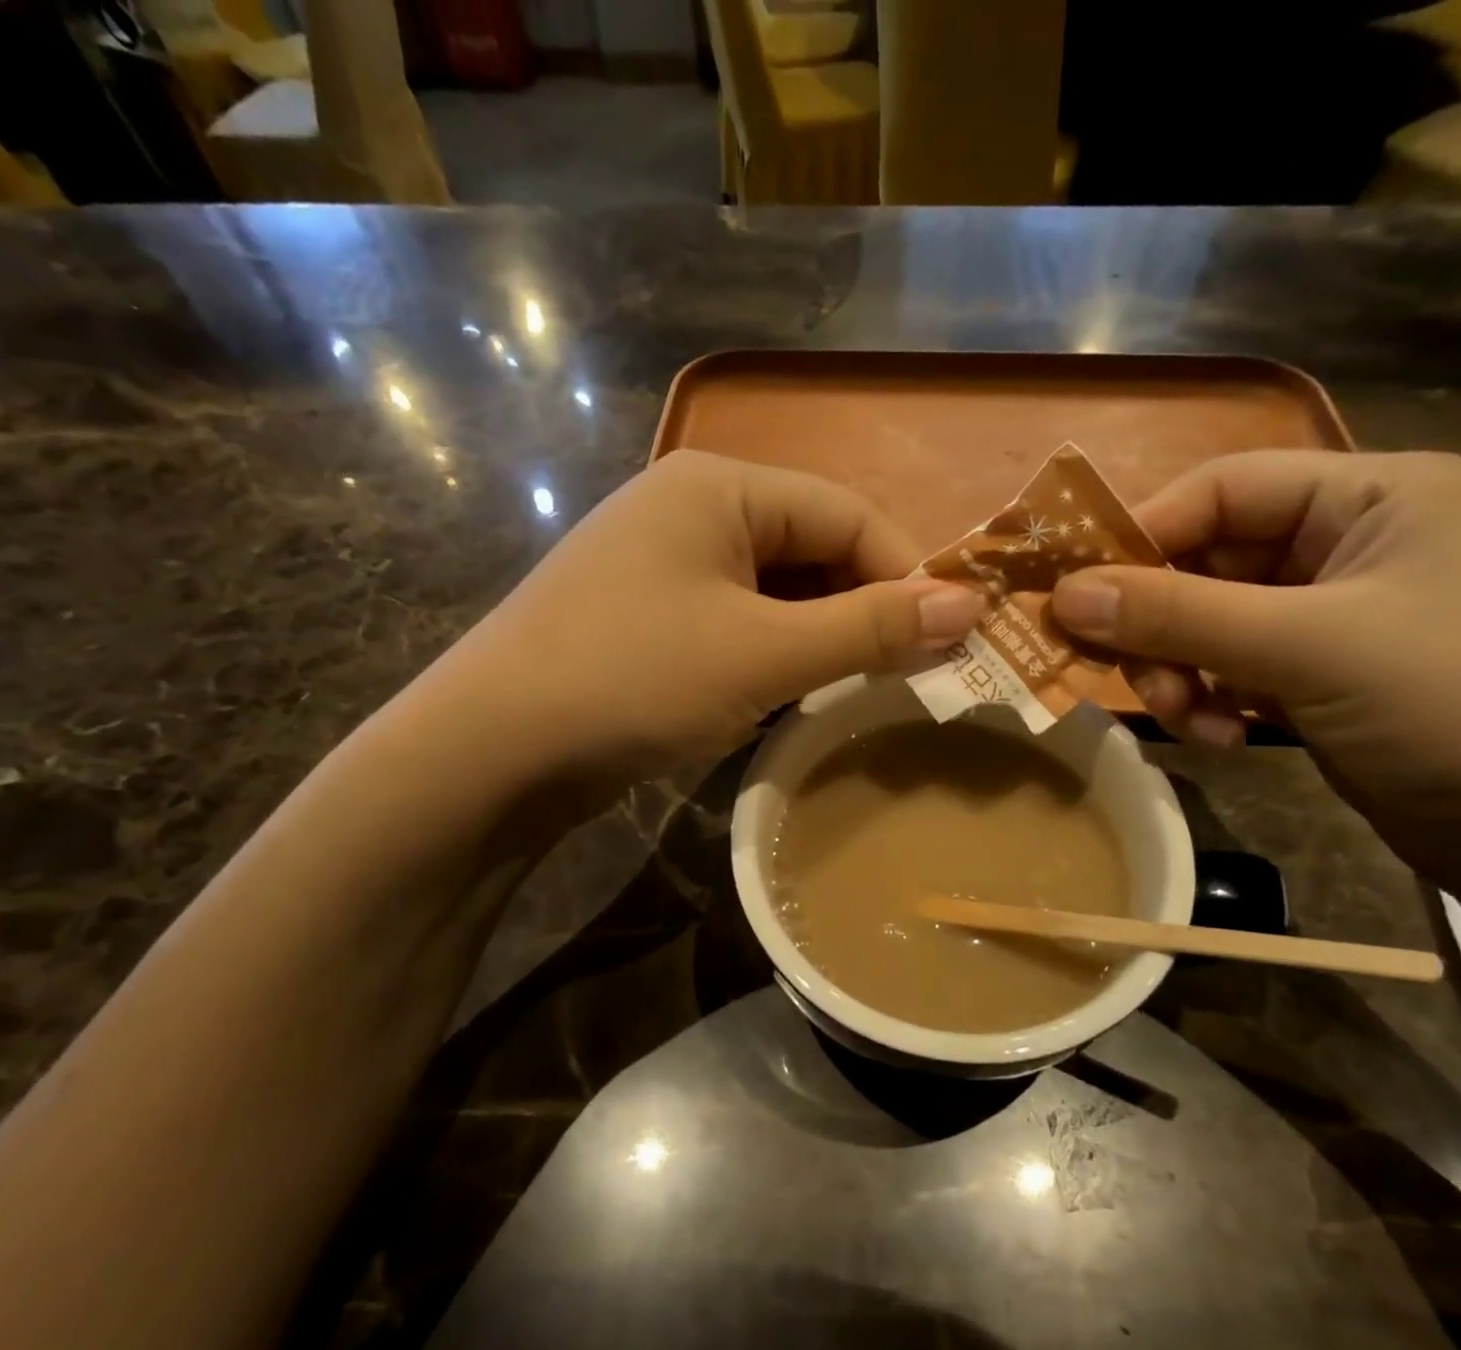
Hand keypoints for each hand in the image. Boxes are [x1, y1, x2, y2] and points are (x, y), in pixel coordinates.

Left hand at [435, 449, 984, 779]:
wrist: (490, 751)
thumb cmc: (634, 680)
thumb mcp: (763, 654)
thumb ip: (868, 628)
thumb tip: (970, 606)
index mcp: (720, 486)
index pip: (848, 513)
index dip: (907, 573)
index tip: (950, 639)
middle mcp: (690, 510)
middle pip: (812, 548)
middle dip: (864, 608)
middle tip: (907, 674)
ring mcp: (663, 566)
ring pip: (775, 591)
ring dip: (821, 636)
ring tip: (855, 688)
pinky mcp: (647, 619)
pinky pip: (737, 622)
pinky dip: (774, 654)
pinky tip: (786, 695)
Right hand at [1049, 450, 1460, 886]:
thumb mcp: (1308, 649)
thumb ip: (1176, 616)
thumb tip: (1061, 596)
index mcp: (1373, 496)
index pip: (1223, 488)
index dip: (1142, 534)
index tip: (1074, 593)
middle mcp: (1354, 544)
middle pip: (1210, 562)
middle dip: (1162, 624)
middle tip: (1127, 675)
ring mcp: (1341, 616)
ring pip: (1213, 624)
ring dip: (1182, 670)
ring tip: (1185, 720)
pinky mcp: (1328, 678)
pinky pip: (1237, 670)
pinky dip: (1213, 700)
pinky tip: (1224, 738)